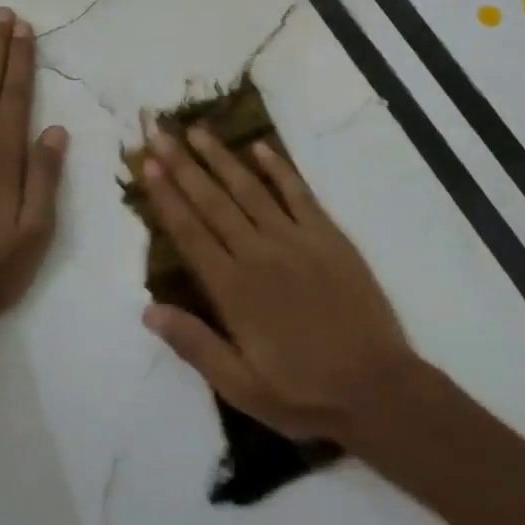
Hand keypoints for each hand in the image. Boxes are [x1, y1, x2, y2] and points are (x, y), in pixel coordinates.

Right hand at [138, 120, 416, 445]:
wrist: (377, 386)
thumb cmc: (303, 393)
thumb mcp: (240, 386)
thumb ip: (195, 344)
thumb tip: (148, 309)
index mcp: (234, 290)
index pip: (191, 233)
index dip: (167, 197)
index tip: (147, 165)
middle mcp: (260, 254)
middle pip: (214, 202)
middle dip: (183, 166)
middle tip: (159, 133)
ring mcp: (297, 240)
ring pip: (251, 190)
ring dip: (222, 158)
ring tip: (198, 131)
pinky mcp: (329, 236)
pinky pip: (299, 193)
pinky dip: (279, 168)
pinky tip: (260, 147)